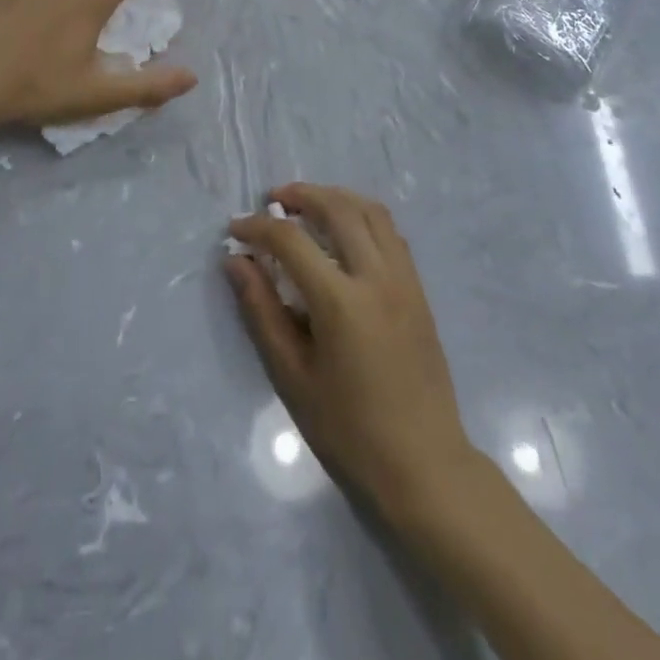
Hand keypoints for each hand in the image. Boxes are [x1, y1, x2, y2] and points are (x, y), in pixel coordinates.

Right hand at [225, 184, 475, 522]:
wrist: (424, 464)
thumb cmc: (349, 430)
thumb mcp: (293, 376)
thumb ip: (262, 311)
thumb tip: (236, 261)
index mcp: (341, 301)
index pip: (292, 241)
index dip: (258, 227)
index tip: (236, 229)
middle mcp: (377, 276)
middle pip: (338, 208)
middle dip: (302, 195)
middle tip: (274, 199)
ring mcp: (404, 278)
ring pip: (370, 211)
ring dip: (336, 197)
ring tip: (308, 206)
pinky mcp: (418, 288)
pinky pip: (390, 231)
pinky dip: (362, 215)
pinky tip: (344, 232)